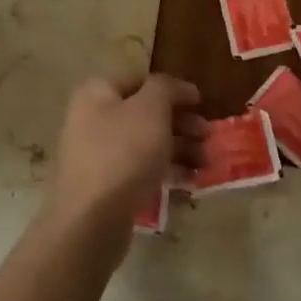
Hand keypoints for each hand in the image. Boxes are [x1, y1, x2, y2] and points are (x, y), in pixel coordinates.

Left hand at [38, 73, 203, 267]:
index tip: (202, 101)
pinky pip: (141, 170)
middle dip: (182, 123)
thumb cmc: (123, 153)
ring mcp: (98, 154)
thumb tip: (176, 87)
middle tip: (209, 135)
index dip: (173, 88)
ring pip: (146, 143)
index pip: (141, 80)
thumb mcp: (150, 109)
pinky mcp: (106, 185)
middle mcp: (93, 119)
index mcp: (97, 93)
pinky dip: (166, 171)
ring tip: (207, 163)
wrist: (91, 220)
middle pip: (146, 113)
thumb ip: (166, 88)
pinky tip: (191, 181)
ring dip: (180, 149)